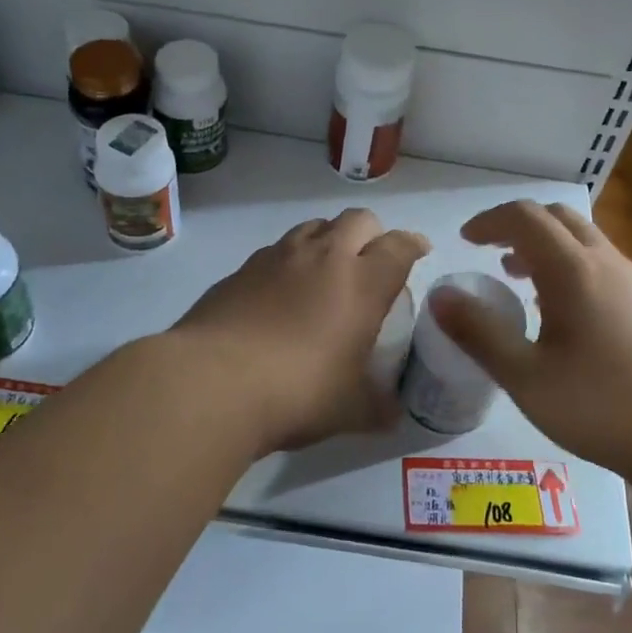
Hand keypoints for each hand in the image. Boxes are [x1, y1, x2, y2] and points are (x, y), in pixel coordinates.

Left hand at [174, 209, 429, 453]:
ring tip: (325, 272)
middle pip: (358, 219)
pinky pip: (276, 250)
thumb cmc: (298, 392)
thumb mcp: (349, 410)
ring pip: (314, 226)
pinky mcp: (241, 268)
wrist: (213, 382)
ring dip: (328, 240)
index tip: (418, 251)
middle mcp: (324, 257)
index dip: (413, 244)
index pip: (399, 246)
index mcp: (362, 283)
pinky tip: (279, 294)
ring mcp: (278, 256)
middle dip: (372, 234)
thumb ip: (377, 406)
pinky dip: (289, 262)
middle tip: (370, 262)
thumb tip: (392, 413)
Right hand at [429, 200, 631, 470]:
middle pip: (558, 217)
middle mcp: (606, 262)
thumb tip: (439, 296)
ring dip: (546, 247)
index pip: (524, 217)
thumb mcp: (526, 377)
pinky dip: (571, 267)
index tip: (466, 241)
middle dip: (518, 226)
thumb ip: (479, 333)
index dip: (489, 221)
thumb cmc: (603, 405)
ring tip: (520, 282)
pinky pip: (602, 264)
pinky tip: (564, 315)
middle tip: (490, 255)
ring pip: (584, 240)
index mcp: (572, 269)